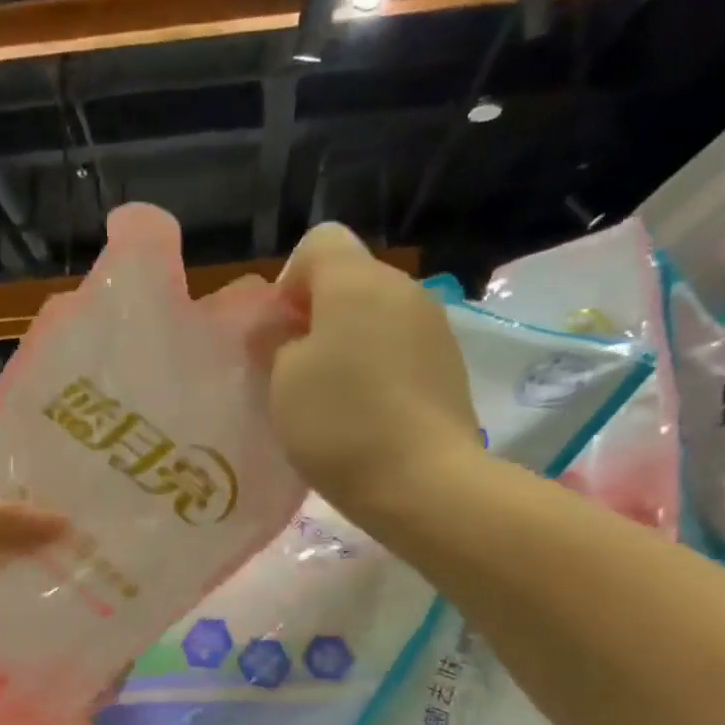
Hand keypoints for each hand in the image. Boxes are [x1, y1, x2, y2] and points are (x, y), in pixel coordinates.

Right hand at [271, 223, 481, 518]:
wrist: (423, 482)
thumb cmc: (339, 423)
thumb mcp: (282, 380)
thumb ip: (275, 341)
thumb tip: (283, 329)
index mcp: (357, 281)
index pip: (318, 242)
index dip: (289, 282)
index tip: (279, 334)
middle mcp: (403, 289)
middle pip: (350, 280)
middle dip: (317, 316)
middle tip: (295, 372)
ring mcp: (434, 328)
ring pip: (376, 317)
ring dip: (348, 344)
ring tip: (331, 399)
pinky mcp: (449, 367)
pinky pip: (400, 349)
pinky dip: (378, 369)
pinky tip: (367, 414)